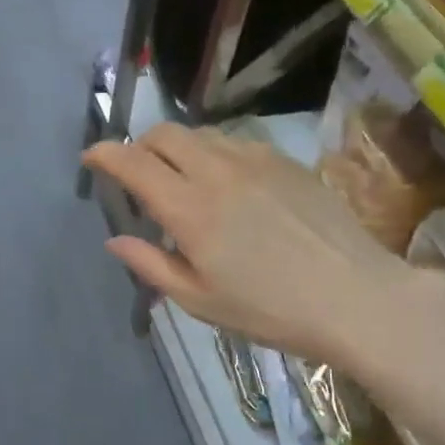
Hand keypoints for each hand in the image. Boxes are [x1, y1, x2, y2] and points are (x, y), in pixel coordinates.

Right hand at [82, 125, 410, 363]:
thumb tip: (116, 240)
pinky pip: (235, 142)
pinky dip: (214, 154)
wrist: (353, 296)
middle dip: (140, 146)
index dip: (105, 155)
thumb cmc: (269, 310)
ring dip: (178, 149)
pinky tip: (227, 186)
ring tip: (183, 181)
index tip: (91, 158)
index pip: (134, 163)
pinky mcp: (284, 161)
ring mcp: (255, 160)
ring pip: (200, 135)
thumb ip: (151, 265)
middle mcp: (217, 172)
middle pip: (164, 134)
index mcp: (190, 210)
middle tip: (137, 175)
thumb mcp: (199, 300)